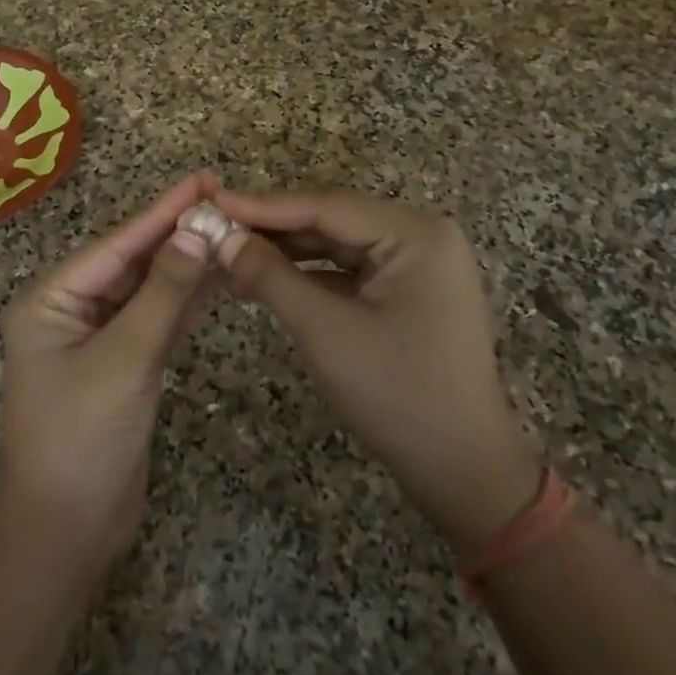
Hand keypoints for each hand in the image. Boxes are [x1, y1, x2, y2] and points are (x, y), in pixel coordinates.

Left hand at [0, 174, 217, 580]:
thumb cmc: (81, 440)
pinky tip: (217, 278)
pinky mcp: (122, 363)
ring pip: (148, 289)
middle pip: (132, 261)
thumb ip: (163, 295)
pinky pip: (156, 319)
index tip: (203, 179)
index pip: (116, 244)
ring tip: (230, 230)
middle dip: (176, 232)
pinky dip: (185, 301)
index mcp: (51, 299)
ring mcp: (97, 337)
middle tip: (225, 199)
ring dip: (186, 264)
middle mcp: (70, 309)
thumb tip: (196, 231)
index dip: (162, 211)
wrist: (65, 534)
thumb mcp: (124, 360)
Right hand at [213, 187, 541, 559]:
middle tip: (213, 228)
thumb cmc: (399, 396)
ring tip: (229, 252)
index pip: (326, 205)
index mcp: (416, 233)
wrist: (464, 471)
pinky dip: (308, 274)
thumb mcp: (326, 331)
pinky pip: (348, 269)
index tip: (211, 203)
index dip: (263, 206)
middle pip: (331, 220)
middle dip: (272, 228)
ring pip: (336, 244)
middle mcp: (420, 235)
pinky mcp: (408, 289)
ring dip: (286, 251)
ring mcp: (417, 262)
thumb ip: (271, 277)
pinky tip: (265, 277)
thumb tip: (221, 238)